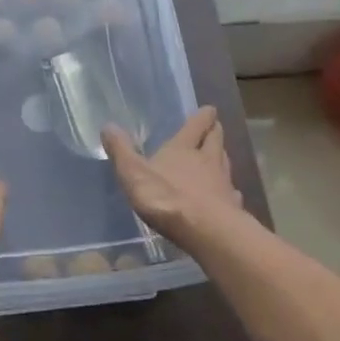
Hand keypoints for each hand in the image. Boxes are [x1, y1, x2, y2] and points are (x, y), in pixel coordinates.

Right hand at [103, 107, 242, 250]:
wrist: (205, 231)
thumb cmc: (166, 197)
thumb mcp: (134, 173)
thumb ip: (121, 151)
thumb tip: (107, 126)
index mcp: (183, 148)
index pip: (196, 126)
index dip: (203, 116)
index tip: (210, 109)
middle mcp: (207, 160)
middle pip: (215, 141)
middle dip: (215, 132)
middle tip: (216, 127)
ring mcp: (223, 184)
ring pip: (225, 164)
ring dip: (223, 158)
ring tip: (221, 156)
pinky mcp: (232, 208)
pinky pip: (232, 193)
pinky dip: (230, 190)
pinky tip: (230, 194)